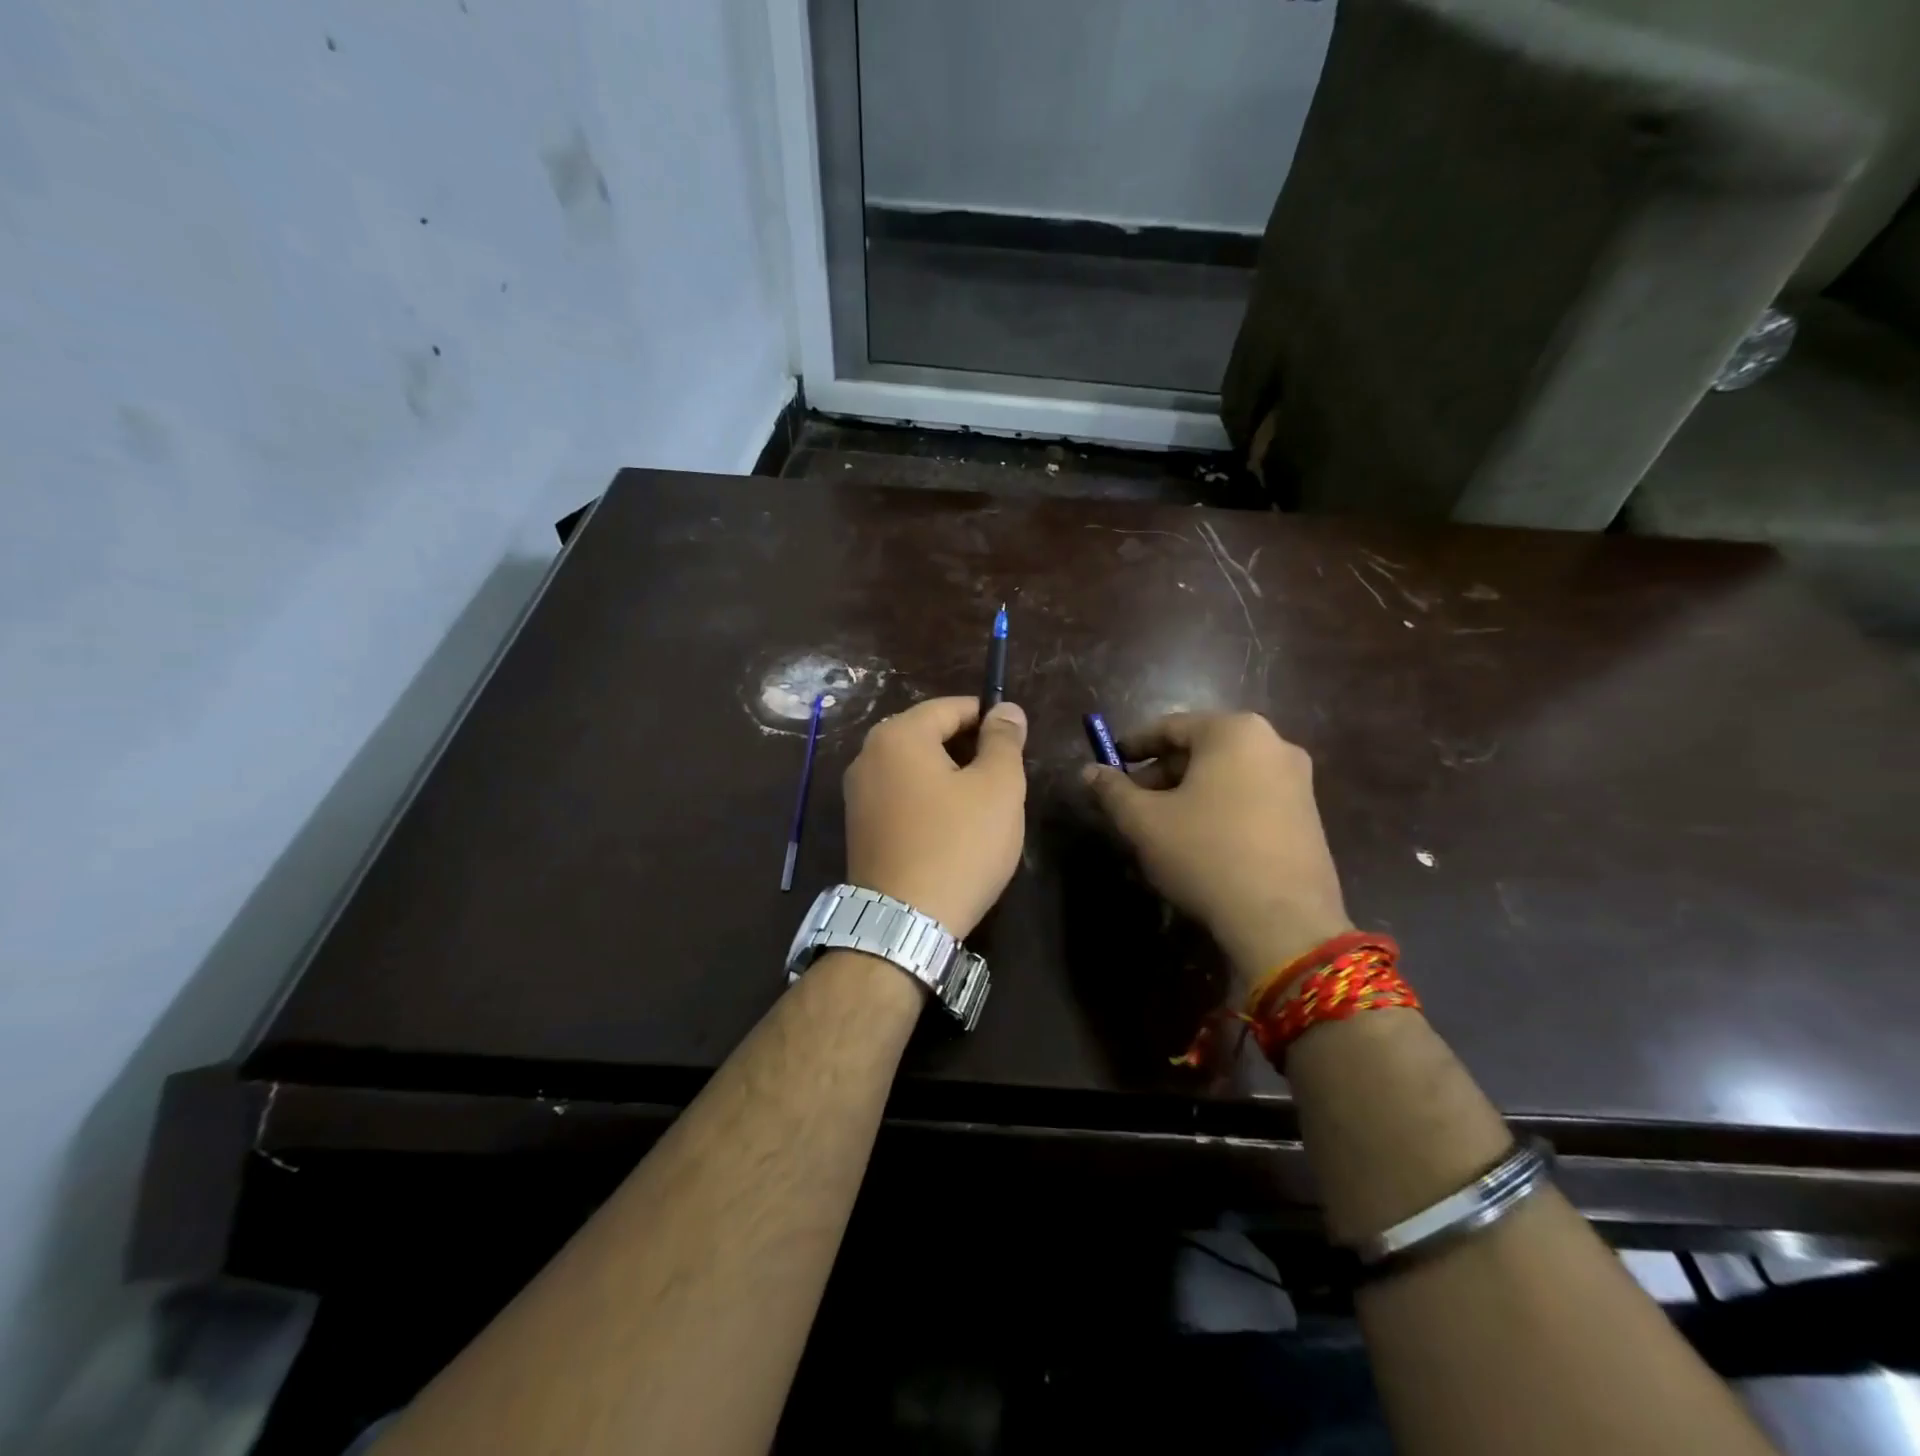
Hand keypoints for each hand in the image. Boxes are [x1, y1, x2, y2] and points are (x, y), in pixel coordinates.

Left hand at [843, 697, 1027, 938]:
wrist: (903, 923)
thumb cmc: (958, 845)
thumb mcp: (998, 788)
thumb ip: (1004, 741)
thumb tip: (1006, 709)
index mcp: (898, 735)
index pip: (950, 707)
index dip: (988, 717)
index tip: (1016, 740)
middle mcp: (868, 755)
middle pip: (928, 735)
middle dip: (968, 748)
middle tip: (1004, 777)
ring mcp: (857, 794)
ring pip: (914, 767)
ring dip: (949, 776)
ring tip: (982, 804)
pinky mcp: (858, 827)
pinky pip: (900, 796)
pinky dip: (928, 799)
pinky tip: (952, 828)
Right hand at [1083, 712, 1350, 983]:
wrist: (1284, 922)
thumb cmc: (1206, 855)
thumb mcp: (1144, 822)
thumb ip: (1112, 790)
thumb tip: (1088, 771)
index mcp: (1234, 731)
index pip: (1169, 727)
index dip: (1133, 746)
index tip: (1109, 765)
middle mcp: (1273, 743)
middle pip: (1200, 749)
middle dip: (1161, 774)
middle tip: (1131, 803)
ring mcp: (1298, 780)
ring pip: (1226, 776)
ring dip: (1188, 794)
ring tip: (1161, 827)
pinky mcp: (1309, 816)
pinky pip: (1251, 797)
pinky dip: (1219, 809)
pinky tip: (1200, 842)